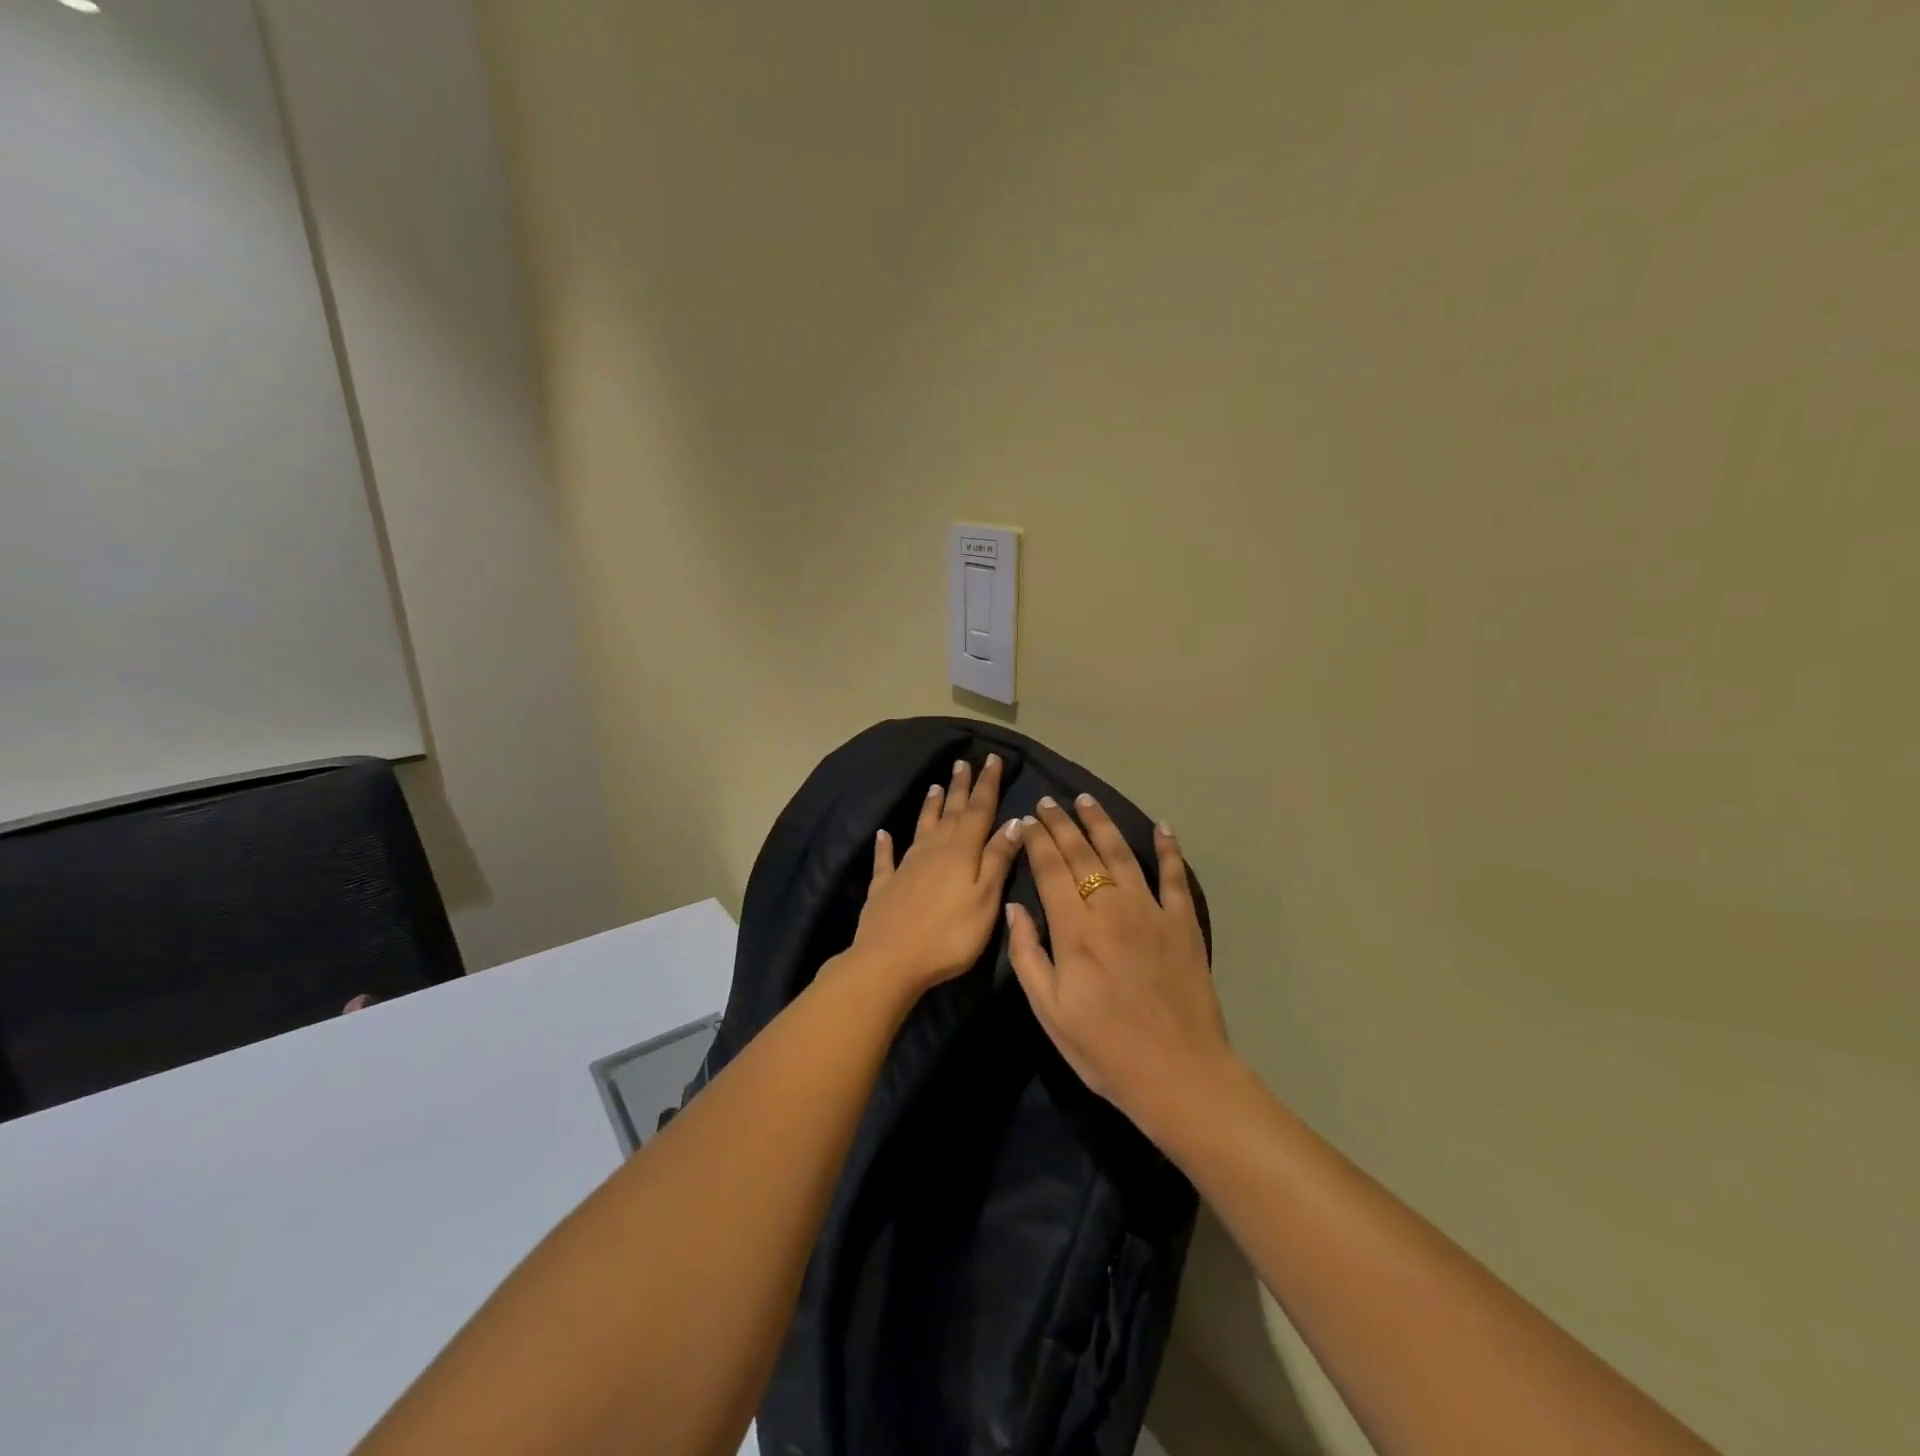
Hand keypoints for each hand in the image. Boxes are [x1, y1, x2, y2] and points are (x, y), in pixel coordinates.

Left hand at [843, 754, 1023, 997]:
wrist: (889, 961)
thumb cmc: (949, 935)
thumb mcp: (985, 899)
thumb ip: (998, 859)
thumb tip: (1014, 822)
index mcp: (961, 852)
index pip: (979, 810)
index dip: (987, 784)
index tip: (992, 758)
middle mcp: (933, 850)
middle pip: (951, 813)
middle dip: (960, 787)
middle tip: (963, 762)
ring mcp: (905, 866)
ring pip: (922, 828)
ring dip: (930, 806)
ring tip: (936, 786)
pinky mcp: (884, 886)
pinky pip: (886, 858)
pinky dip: (885, 844)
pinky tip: (883, 834)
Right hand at [1005, 796, 1231, 1134]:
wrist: (1178, 1073)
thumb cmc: (1104, 1049)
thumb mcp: (1049, 1011)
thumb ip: (1027, 954)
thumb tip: (1015, 907)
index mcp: (1074, 930)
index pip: (1050, 869)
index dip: (1037, 841)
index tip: (1028, 820)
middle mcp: (1111, 908)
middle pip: (1082, 853)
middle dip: (1062, 824)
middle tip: (1049, 802)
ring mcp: (1151, 911)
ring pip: (1122, 854)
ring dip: (1102, 823)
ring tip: (1086, 801)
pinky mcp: (1183, 923)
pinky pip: (1175, 876)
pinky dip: (1168, 849)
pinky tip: (1161, 827)